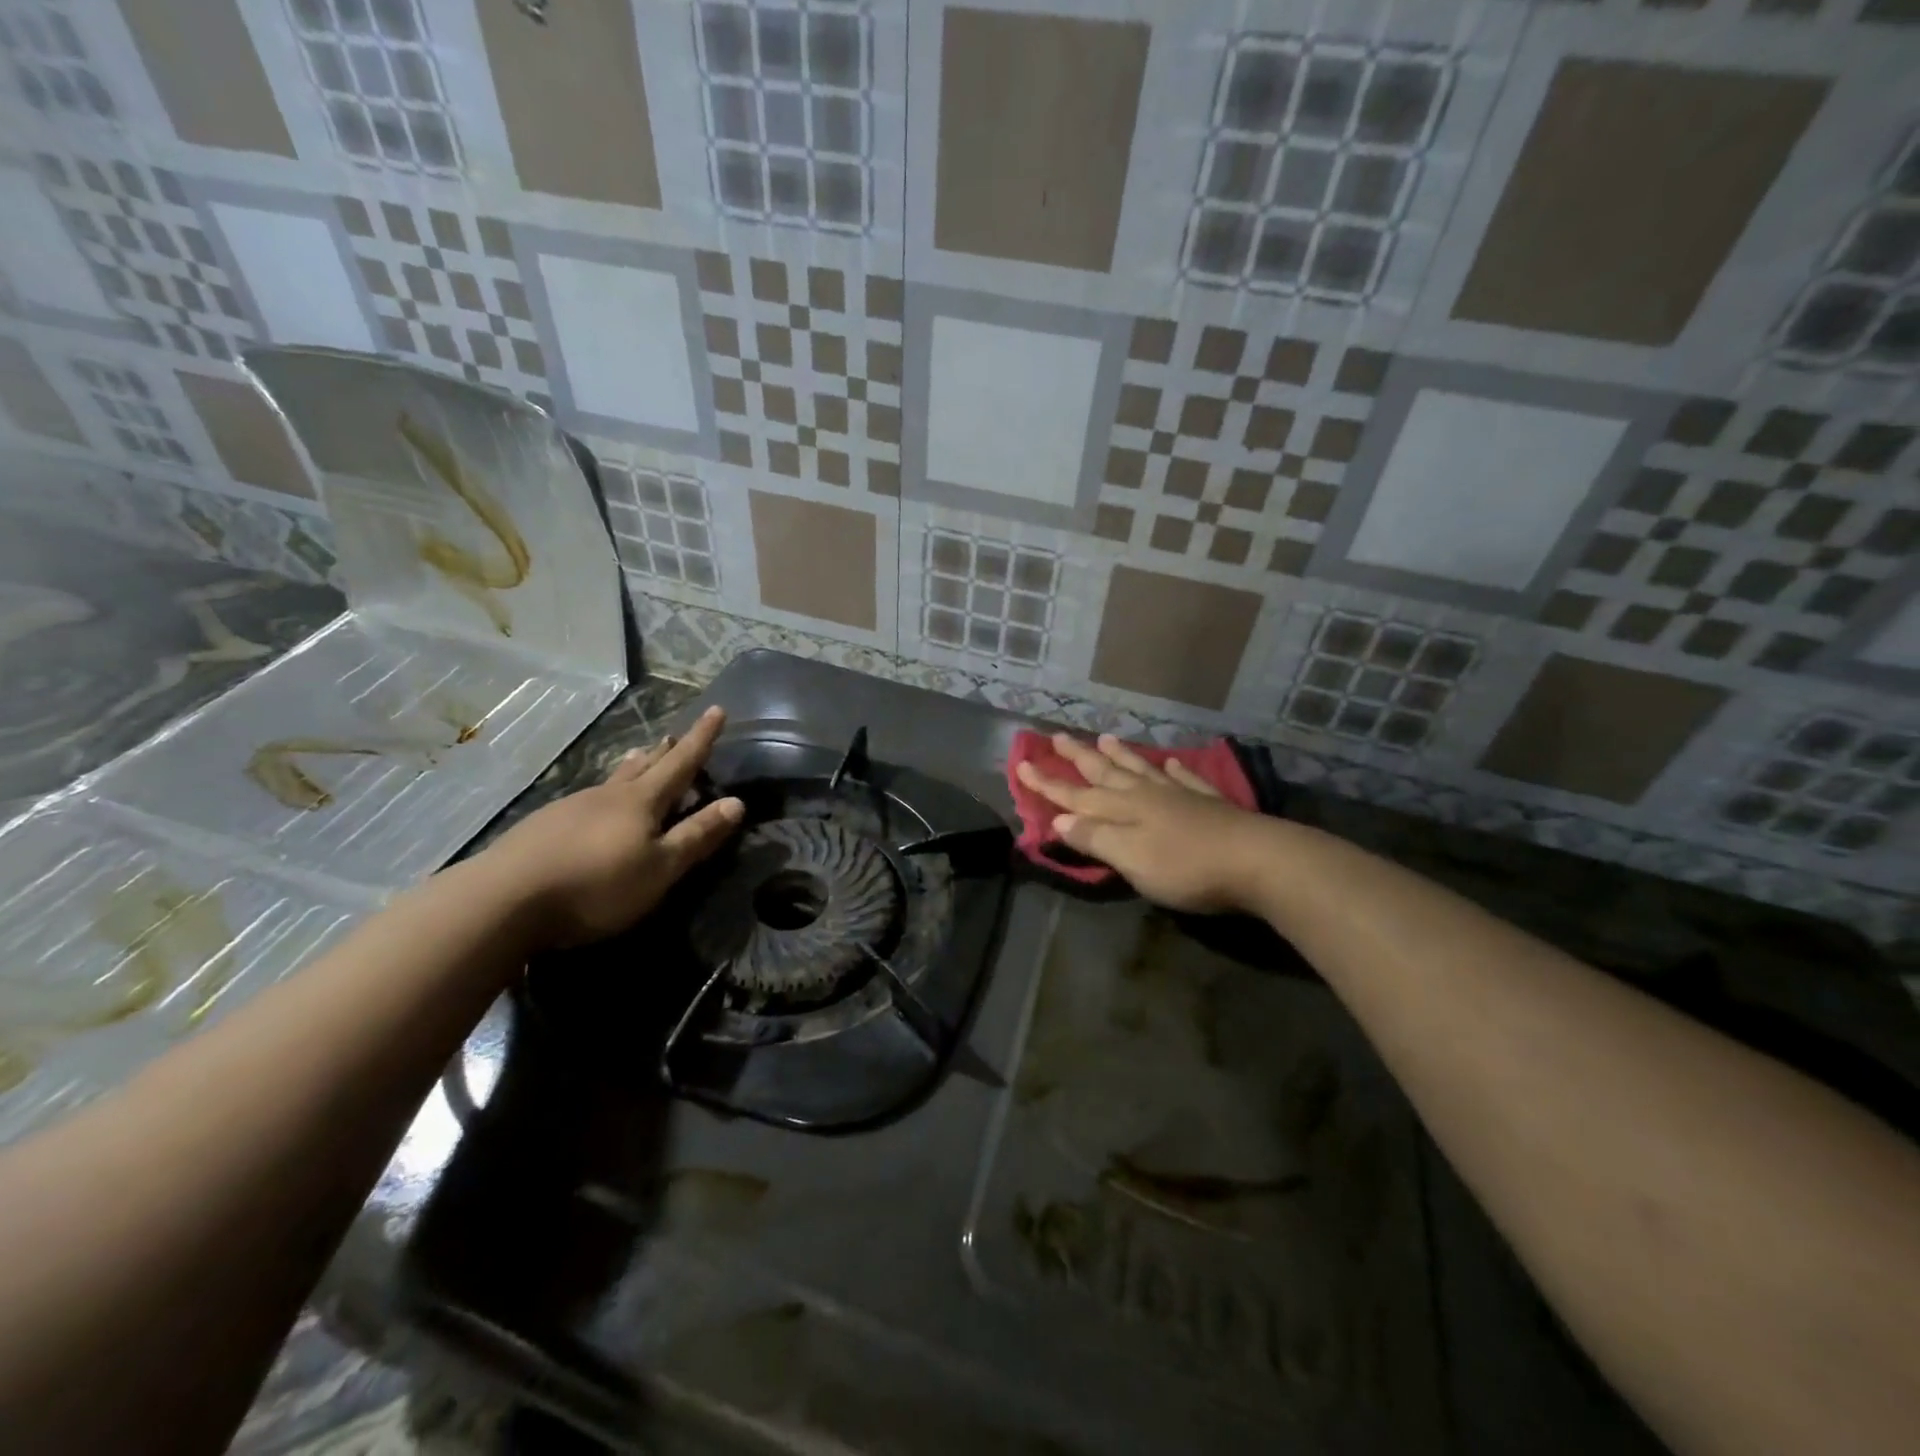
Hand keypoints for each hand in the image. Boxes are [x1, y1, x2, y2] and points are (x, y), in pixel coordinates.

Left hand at [480, 706, 744, 947]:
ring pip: (612, 781)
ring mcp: (569, 808)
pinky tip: (594, 810)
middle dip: (664, 751)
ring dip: (632, 768)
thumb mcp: (660, 868)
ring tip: (639, 758)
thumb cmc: (596, 885)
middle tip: (674, 736)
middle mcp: (607, 795)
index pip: (681, 762)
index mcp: (641, 801)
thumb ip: (697, 836)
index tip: (717, 710)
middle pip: (643, 766)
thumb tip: (736, 802)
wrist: (502, 901)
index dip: (702, 737)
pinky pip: (586, 801)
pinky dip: (604, 796)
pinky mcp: (541, 827)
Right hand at [1015, 733, 1267, 912]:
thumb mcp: (1130, 859)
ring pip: (1142, 770)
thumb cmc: (1185, 866)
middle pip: (1106, 772)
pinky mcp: (1210, 804)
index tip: (1022, 764)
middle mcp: (1147, 795)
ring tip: (1105, 738)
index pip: (1075, 795)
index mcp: (1123, 809)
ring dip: (1121, 755)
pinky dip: (1174, 770)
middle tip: (1057, 735)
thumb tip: (1058, 821)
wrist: (1257, 861)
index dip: (1048, 783)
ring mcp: (1180, 796)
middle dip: (1078, 757)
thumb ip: (1094, 839)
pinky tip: (1172, 762)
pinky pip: (1186, 779)